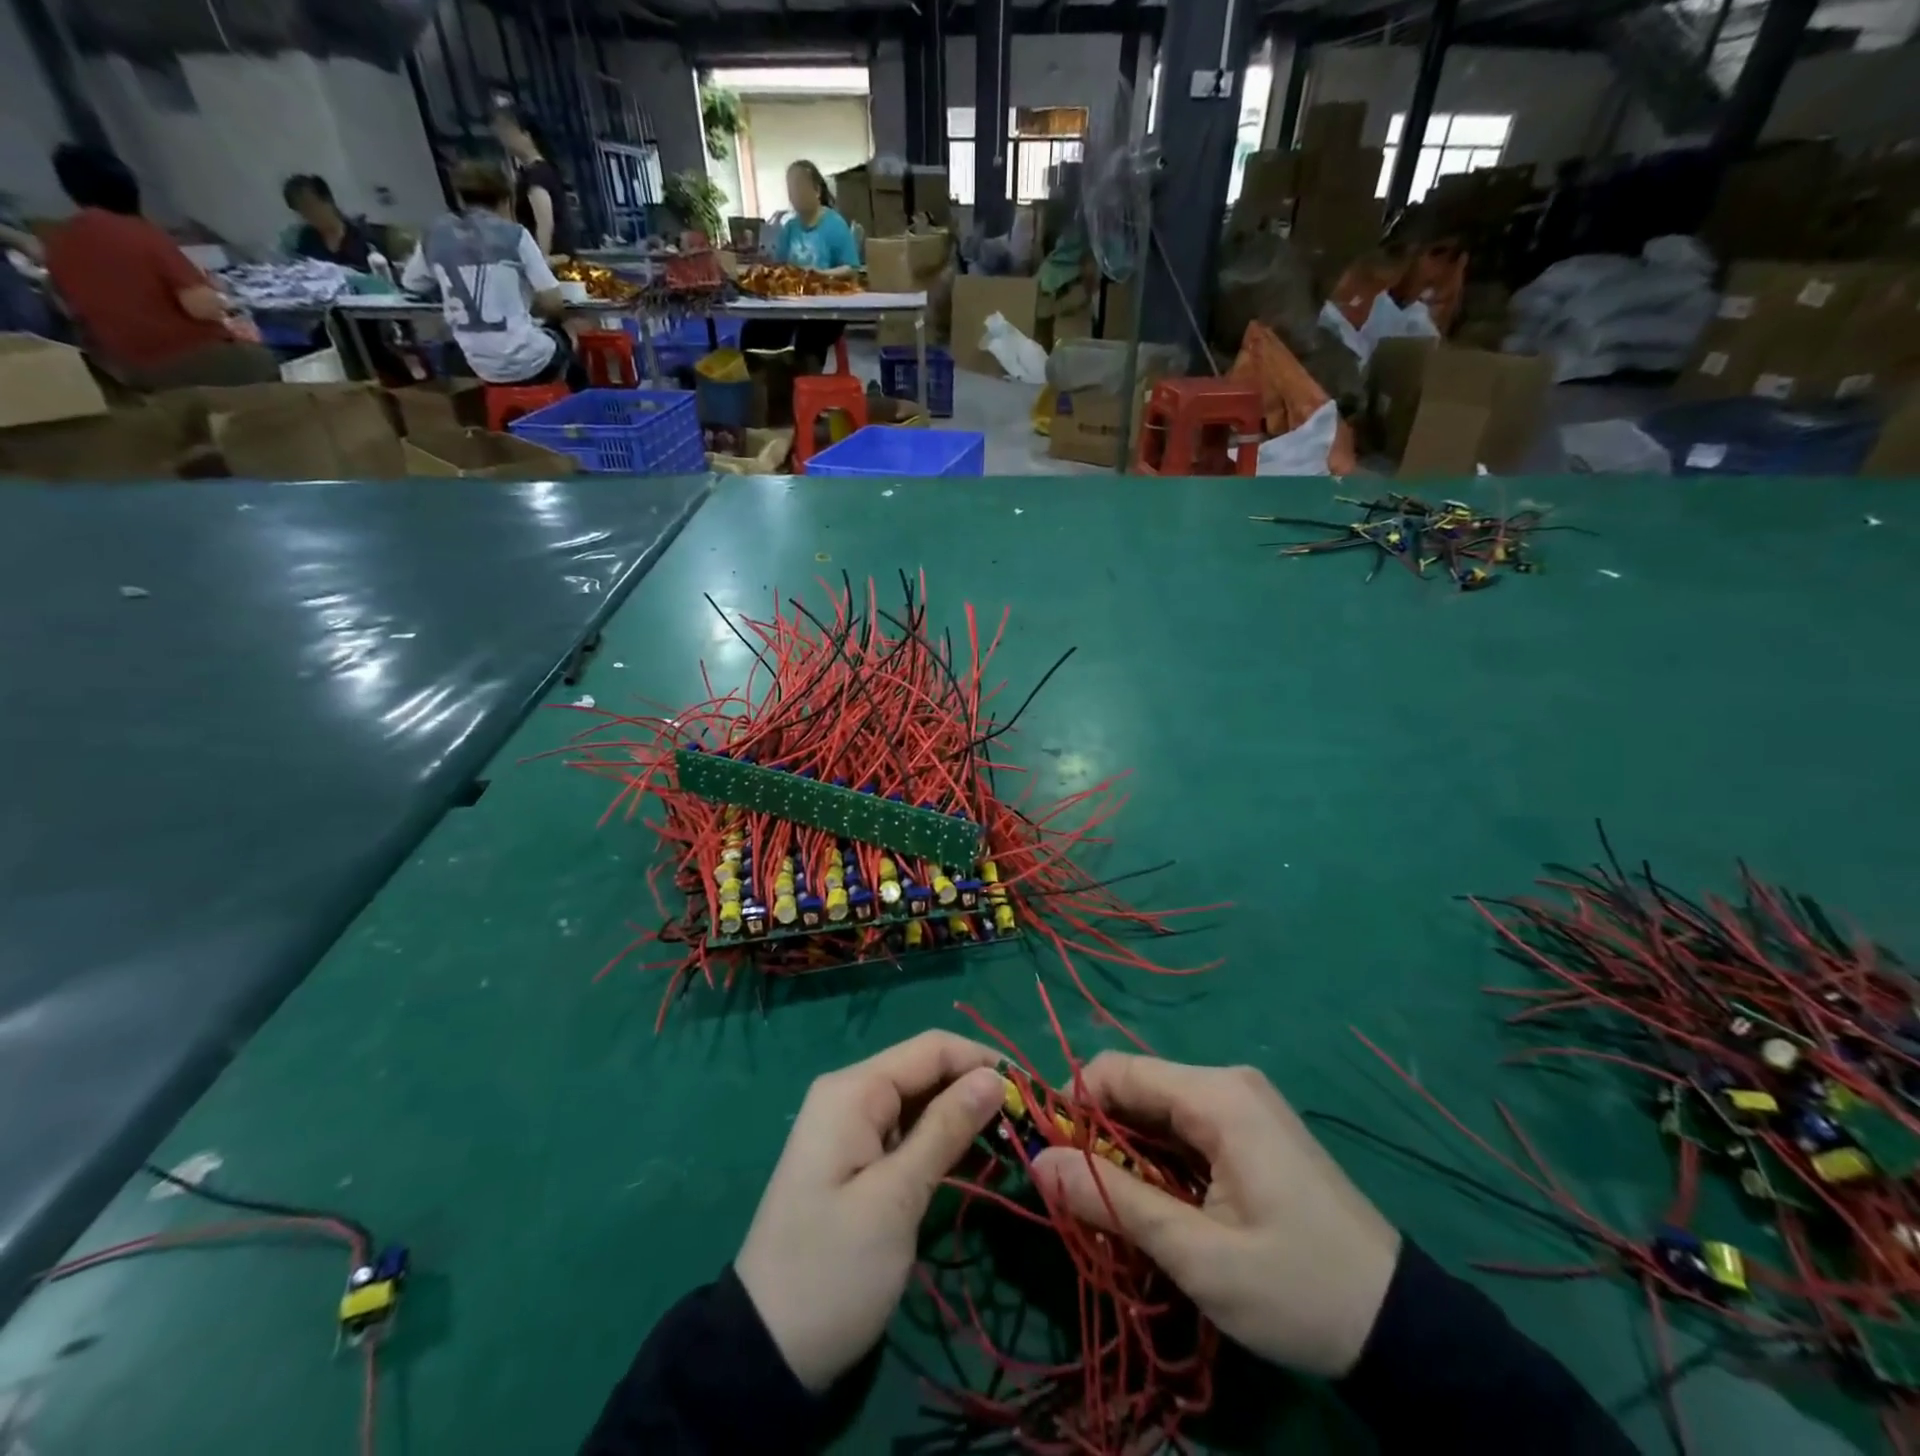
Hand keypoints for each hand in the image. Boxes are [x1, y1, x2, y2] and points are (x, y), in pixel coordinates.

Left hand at [735, 1032, 1005, 1391]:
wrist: (766, 1351)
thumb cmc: (833, 1269)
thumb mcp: (896, 1198)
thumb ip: (945, 1129)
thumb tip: (994, 1077)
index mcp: (854, 1090)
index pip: (932, 1049)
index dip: (982, 1061)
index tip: (1031, 1094)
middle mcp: (852, 1095)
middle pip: (927, 1071)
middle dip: (976, 1089)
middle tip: (1027, 1126)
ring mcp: (853, 1129)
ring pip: (922, 1102)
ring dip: (964, 1118)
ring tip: (1012, 1145)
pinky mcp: (859, 1161)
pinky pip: (909, 1133)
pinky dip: (943, 1143)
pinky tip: (979, 1162)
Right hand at [1031, 1056, 1400, 1379]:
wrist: (1402, 1328)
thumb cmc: (1296, 1289)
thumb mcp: (1197, 1255)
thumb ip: (1112, 1200)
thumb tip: (1039, 1164)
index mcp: (1215, 1096)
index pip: (1117, 1070)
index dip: (1073, 1106)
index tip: (1053, 1160)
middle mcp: (1226, 1082)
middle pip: (1136, 1087)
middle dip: (1099, 1135)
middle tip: (1083, 1197)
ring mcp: (1242, 1103)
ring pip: (1157, 1109)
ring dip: (1128, 1152)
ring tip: (1118, 1209)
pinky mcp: (1251, 1128)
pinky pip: (1185, 1126)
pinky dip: (1159, 1158)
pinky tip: (1159, 1205)